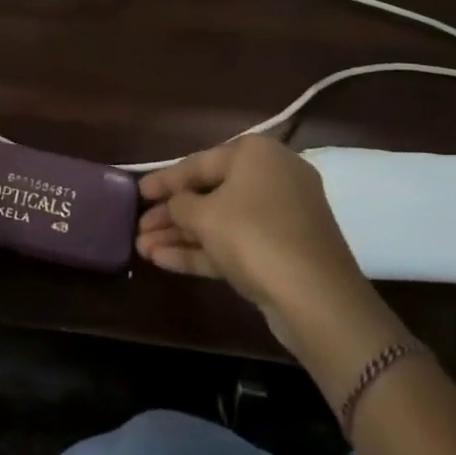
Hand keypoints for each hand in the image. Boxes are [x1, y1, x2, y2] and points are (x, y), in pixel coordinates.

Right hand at [138, 137, 389, 358]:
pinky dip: (202, 251)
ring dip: (181, 235)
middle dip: (171, 214)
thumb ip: (180, 205)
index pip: (199, 163)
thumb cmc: (254, 237)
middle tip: (139, 227)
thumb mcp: (205, 216)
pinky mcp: (282, 252)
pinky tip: (164, 262)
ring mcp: (280, 217)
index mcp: (256, 154)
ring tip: (143, 248)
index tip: (138, 191)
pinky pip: (235, 244)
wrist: (317, 300)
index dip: (165, 180)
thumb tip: (175, 204)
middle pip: (210, 193)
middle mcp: (272, 177)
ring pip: (221, 222)